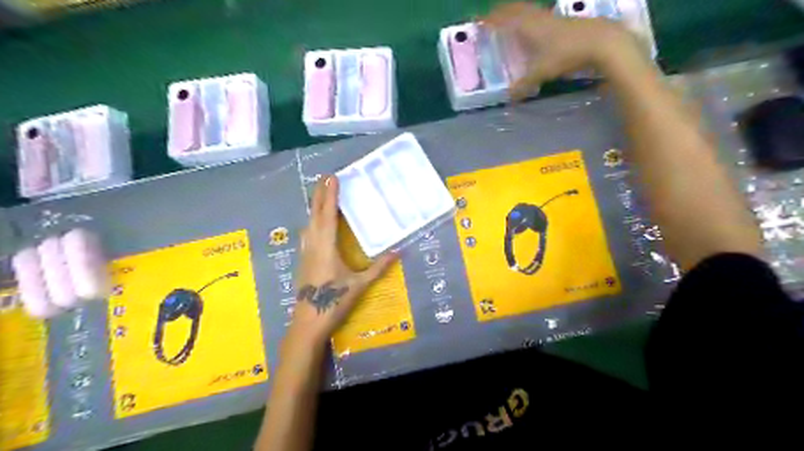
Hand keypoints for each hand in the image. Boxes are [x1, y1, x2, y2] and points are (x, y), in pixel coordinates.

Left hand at [293, 174, 397, 344]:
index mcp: (326, 246)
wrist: (308, 322)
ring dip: (314, 206)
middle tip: (324, 178)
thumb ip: (379, 267)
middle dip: (319, 194)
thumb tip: (399, 251)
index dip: (330, 195)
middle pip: (314, 214)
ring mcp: (305, 251)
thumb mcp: (360, 284)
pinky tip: (315, 222)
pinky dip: (312, 220)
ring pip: (308, 222)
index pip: (328, 214)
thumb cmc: (334, 302)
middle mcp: (313, 244)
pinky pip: (307, 232)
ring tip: (321, 194)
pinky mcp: (303, 259)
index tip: (331, 177)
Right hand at [484, 2, 645, 97]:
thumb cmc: (567, 54)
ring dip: (517, 12)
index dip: (490, 19)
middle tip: (491, 16)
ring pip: (529, 10)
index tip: (478, 20)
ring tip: (510, 19)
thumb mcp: (542, 73)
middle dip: (502, 11)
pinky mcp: (564, 20)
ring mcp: (552, 17)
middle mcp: (538, 17)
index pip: (504, 19)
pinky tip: (534, 26)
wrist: (602, 42)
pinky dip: (531, 18)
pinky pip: (540, 15)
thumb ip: (524, 85)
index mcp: (528, 26)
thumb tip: (510, 98)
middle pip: (516, 8)